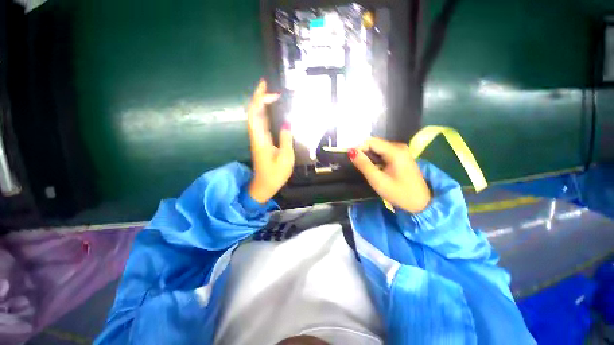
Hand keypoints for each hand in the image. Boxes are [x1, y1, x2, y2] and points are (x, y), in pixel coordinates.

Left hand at [247, 79, 293, 203]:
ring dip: (261, 104)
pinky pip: (261, 123)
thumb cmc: (275, 175)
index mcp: (260, 139)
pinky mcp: (262, 142)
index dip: (260, 100)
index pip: (255, 114)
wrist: (264, 186)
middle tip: (269, 86)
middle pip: (253, 112)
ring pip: (256, 117)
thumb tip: (287, 123)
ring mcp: (258, 139)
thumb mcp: (285, 158)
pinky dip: (265, 114)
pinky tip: (272, 111)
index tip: (270, 91)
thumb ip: (286, 139)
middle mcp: (257, 136)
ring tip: (271, 94)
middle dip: (259, 97)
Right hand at [349, 137, 430, 212]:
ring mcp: (401, 151)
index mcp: (395, 151)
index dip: (359, 148)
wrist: (420, 203)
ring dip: (369, 156)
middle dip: (363, 152)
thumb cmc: (399, 193)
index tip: (352, 160)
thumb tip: (351, 152)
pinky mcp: (401, 156)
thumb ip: (364, 165)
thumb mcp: (378, 180)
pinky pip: (383, 152)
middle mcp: (399, 146)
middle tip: (358, 166)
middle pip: (374, 143)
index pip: (370, 141)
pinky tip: (374, 168)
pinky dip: (375, 158)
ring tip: (365, 169)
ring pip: (378, 148)